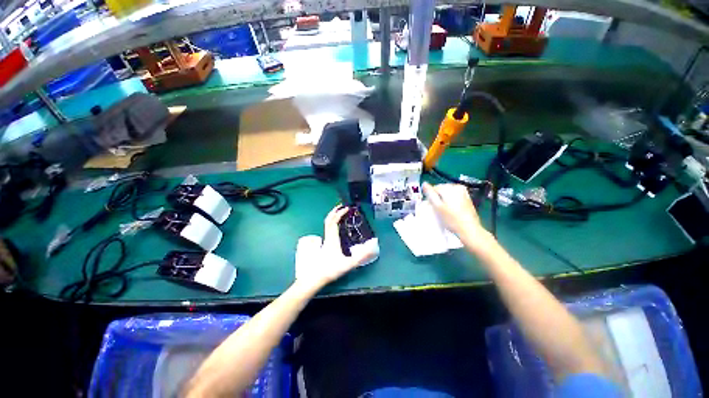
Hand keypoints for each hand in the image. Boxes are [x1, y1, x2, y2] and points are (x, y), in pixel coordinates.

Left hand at [296, 205, 374, 288]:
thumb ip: (361, 257)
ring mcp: (324, 240)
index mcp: (332, 238)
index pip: (334, 221)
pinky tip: (335, 226)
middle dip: (335, 211)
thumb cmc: (330, 270)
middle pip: (328, 220)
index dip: (340, 213)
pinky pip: (327, 228)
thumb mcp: (348, 264)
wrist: (314, 277)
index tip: (347, 208)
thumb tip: (372, 248)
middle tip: (342, 206)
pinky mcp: (323, 244)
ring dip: (332, 216)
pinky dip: (331, 222)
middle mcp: (327, 236)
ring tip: (339, 212)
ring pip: (326, 224)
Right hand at [422, 182, 487, 241]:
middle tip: (438, 209)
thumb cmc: (451, 219)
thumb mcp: (437, 206)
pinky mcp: (467, 198)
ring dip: (444, 199)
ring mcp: (463, 192)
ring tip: (444, 210)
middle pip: (441, 189)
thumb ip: (430, 194)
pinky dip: (450, 201)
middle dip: (438, 197)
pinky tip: (451, 210)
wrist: (469, 229)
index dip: (431, 197)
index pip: (434, 188)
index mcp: (450, 188)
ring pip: (447, 193)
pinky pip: (454, 196)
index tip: (432, 206)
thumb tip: (424, 183)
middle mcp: (458, 187)